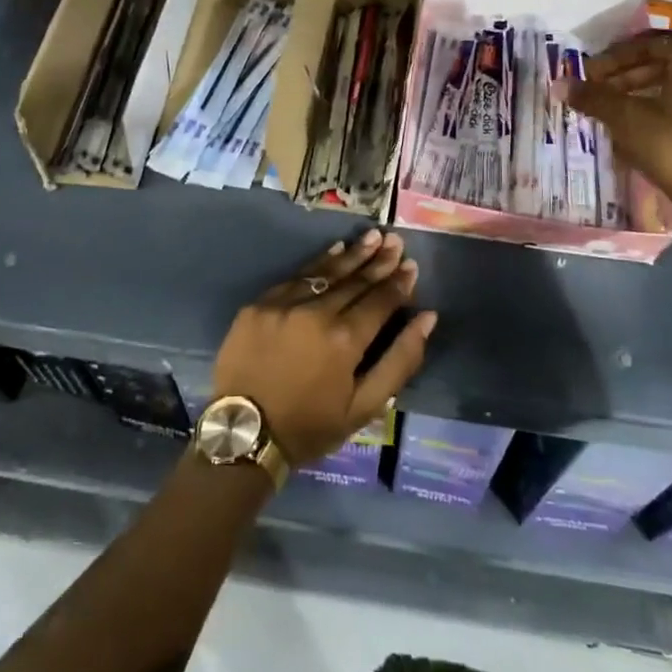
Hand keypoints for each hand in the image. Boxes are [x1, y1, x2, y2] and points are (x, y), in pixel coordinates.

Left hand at [210, 230, 435, 465]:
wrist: (244, 434)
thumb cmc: (310, 426)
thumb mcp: (364, 407)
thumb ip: (400, 360)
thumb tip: (427, 319)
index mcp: (345, 340)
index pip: (380, 301)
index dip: (398, 283)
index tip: (411, 265)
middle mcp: (316, 313)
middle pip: (355, 281)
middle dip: (379, 261)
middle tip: (396, 241)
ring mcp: (284, 305)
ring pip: (326, 273)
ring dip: (352, 254)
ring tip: (372, 237)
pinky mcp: (259, 305)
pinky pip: (295, 277)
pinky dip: (318, 264)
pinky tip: (334, 252)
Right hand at [565, 33, 671, 243]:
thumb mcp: (628, 121)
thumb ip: (595, 98)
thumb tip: (561, 84)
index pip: (647, 44)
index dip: (612, 60)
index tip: (587, 75)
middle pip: (666, 61)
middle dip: (627, 76)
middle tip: (598, 93)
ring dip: (645, 91)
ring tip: (616, 110)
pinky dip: (668, 104)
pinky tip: (644, 125)